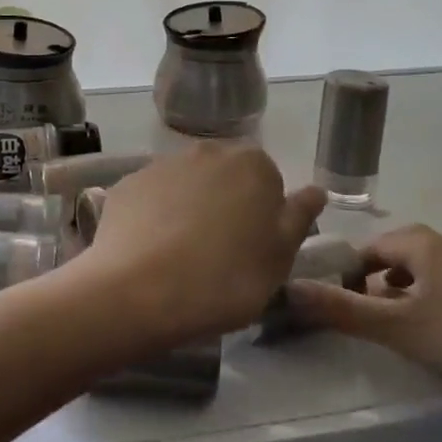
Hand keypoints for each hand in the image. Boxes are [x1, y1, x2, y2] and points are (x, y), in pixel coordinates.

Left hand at [77, 143, 323, 348]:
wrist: (141, 290)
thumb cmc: (226, 278)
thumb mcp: (280, 257)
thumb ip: (299, 216)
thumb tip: (315, 190)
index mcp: (252, 164)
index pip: (268, 182)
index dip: (263, 216)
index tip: (254, 249)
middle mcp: (206, 151)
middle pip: (224, 177)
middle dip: (225, 205)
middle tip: (221, 252)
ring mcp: (161, 164)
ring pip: (186, 185)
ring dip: (189, 208)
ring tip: (182, 255)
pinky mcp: (126, 184)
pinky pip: (151, 198)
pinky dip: (154, 217)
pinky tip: (151, 250)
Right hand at [284, 225, 441, 405]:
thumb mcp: (396, 327)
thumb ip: (341, 309)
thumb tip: (288, 288)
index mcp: (425, 243)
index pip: (370, 247)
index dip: (348, 272)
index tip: (335, 303)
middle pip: (400, 255)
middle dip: (376, 281)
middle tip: (363, 316)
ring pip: (428, 272)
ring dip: (406, 292)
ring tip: (395, 324)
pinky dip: (434, 302)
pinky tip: (435, 332)